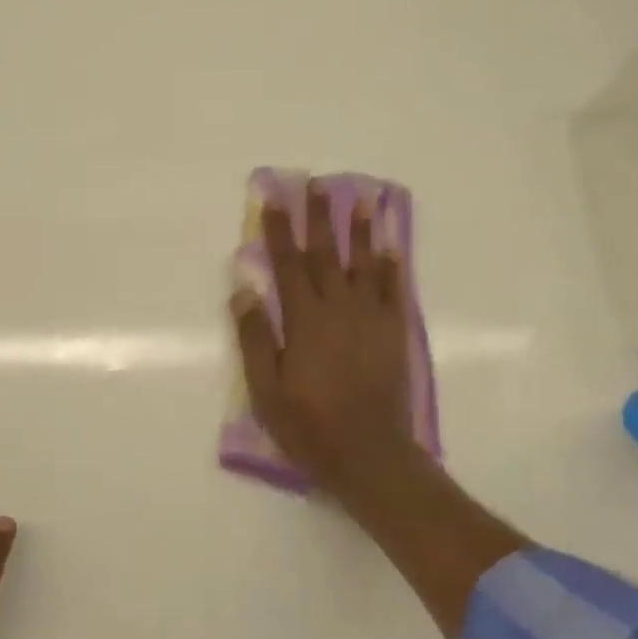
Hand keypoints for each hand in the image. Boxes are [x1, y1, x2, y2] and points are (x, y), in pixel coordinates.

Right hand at [231, 181, 413, 488]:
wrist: (370, 454)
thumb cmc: (309, 426)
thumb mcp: (266, 390)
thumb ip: (255, 338)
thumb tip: (243, 289)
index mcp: (304, 320)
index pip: (288, 264)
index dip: (280, 230)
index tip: (275, 199)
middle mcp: (338, 309)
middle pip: (326, 254)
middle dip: (320, 217)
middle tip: (317, 184)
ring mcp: (370, 319)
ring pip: (364, 264)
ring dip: (361, 230)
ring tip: (363, 199)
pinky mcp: (394, 333)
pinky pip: (394, 291)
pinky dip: (391, 267)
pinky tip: (390, 247)